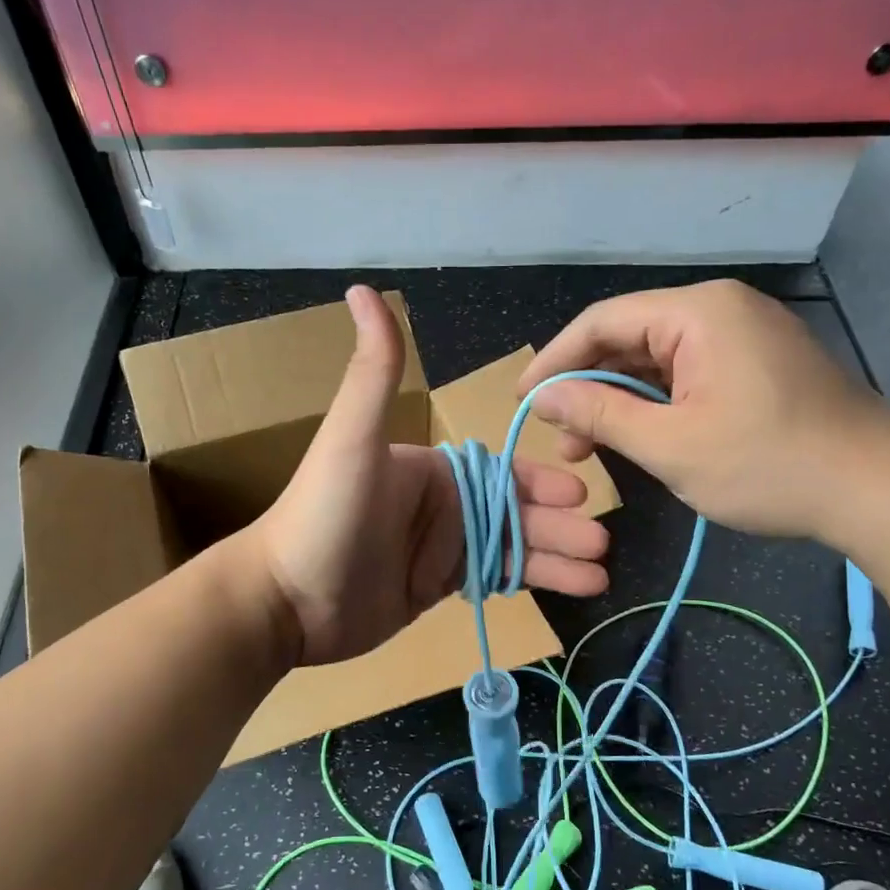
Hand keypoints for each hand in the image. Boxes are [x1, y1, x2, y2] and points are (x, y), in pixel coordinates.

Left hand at [254, 287, 609, 666]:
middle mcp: (439, 504)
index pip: (500, 471)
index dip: (540, 483)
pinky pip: (493, 578)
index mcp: (430, 468)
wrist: (286, 601)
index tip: (581, 495)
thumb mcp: (352, 438)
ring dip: (554, 559)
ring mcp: (438, 548)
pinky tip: (565, 590)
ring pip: (511, 548)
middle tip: (602, 544)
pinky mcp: (434, 587)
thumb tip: (362, 288)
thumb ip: (375, 371)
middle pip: (514, 512)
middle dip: (560, 527)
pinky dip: (528, 582)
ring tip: (599, 578)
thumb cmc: (324, 514)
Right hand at [517, 279, 889, 541]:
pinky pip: (686, 373)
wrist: (878, 490)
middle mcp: (719, 309)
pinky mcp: (756, 363)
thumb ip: (600, 416)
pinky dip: (655, 403)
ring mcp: (742, 334)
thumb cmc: (768, 466)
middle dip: (587, 387)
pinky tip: (637, 436)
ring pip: (656, 359)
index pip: (601, 322)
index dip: (555, 361)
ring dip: (619, 400)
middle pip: (628, 337)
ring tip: (590, 449)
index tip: (524, 400)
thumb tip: (545, 398)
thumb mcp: (670, 446)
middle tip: (561, 440)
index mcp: (697, 313)